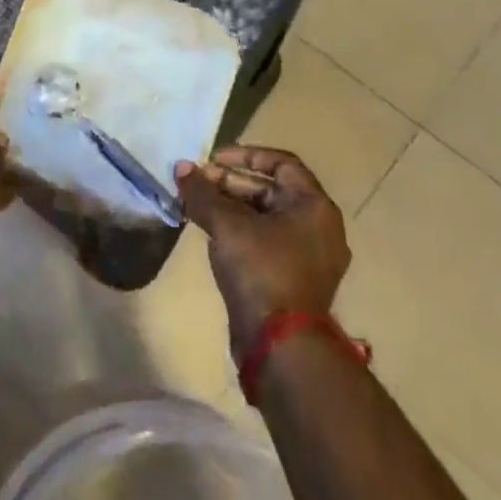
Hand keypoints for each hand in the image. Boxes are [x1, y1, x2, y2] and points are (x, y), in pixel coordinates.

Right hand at [175, 145, 349, 359]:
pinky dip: (239, 232)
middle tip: (196, 185)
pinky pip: (266, 242)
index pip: (281, 163)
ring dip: (230, 208)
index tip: (212, 160)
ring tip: (196, 207)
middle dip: (230, 184)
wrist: (281, 344)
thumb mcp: (226, 225)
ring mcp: (309, 257)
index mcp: (314, 206)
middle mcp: (318, 227)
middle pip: (271, 191)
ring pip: (265, 218)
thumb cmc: (261, 270)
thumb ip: (202, 193)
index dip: (245, 155)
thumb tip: (182, 167)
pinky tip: (211, 235)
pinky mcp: (294, 280)